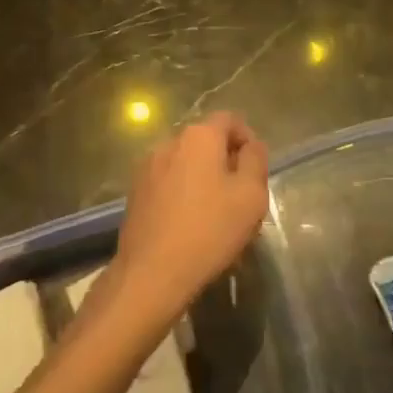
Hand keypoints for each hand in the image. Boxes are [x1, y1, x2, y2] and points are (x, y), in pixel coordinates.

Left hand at [106, 112, 268, 330]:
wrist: (152, 273)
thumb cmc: (210, 230)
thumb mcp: (251, 196)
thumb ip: (256, 161)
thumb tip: (252, 145)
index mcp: (199, 136)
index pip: (230, 119)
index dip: (248, 139)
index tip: (256, 169)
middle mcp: (169, 142)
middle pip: (206, 141)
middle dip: (226, 160)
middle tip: (241, 194)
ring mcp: (147, 167)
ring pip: (186, 163)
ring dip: (203, 178)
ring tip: (216, 212)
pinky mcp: (135, 192)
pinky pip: (168, 182)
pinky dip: (183, 193)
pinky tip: (191, 224)